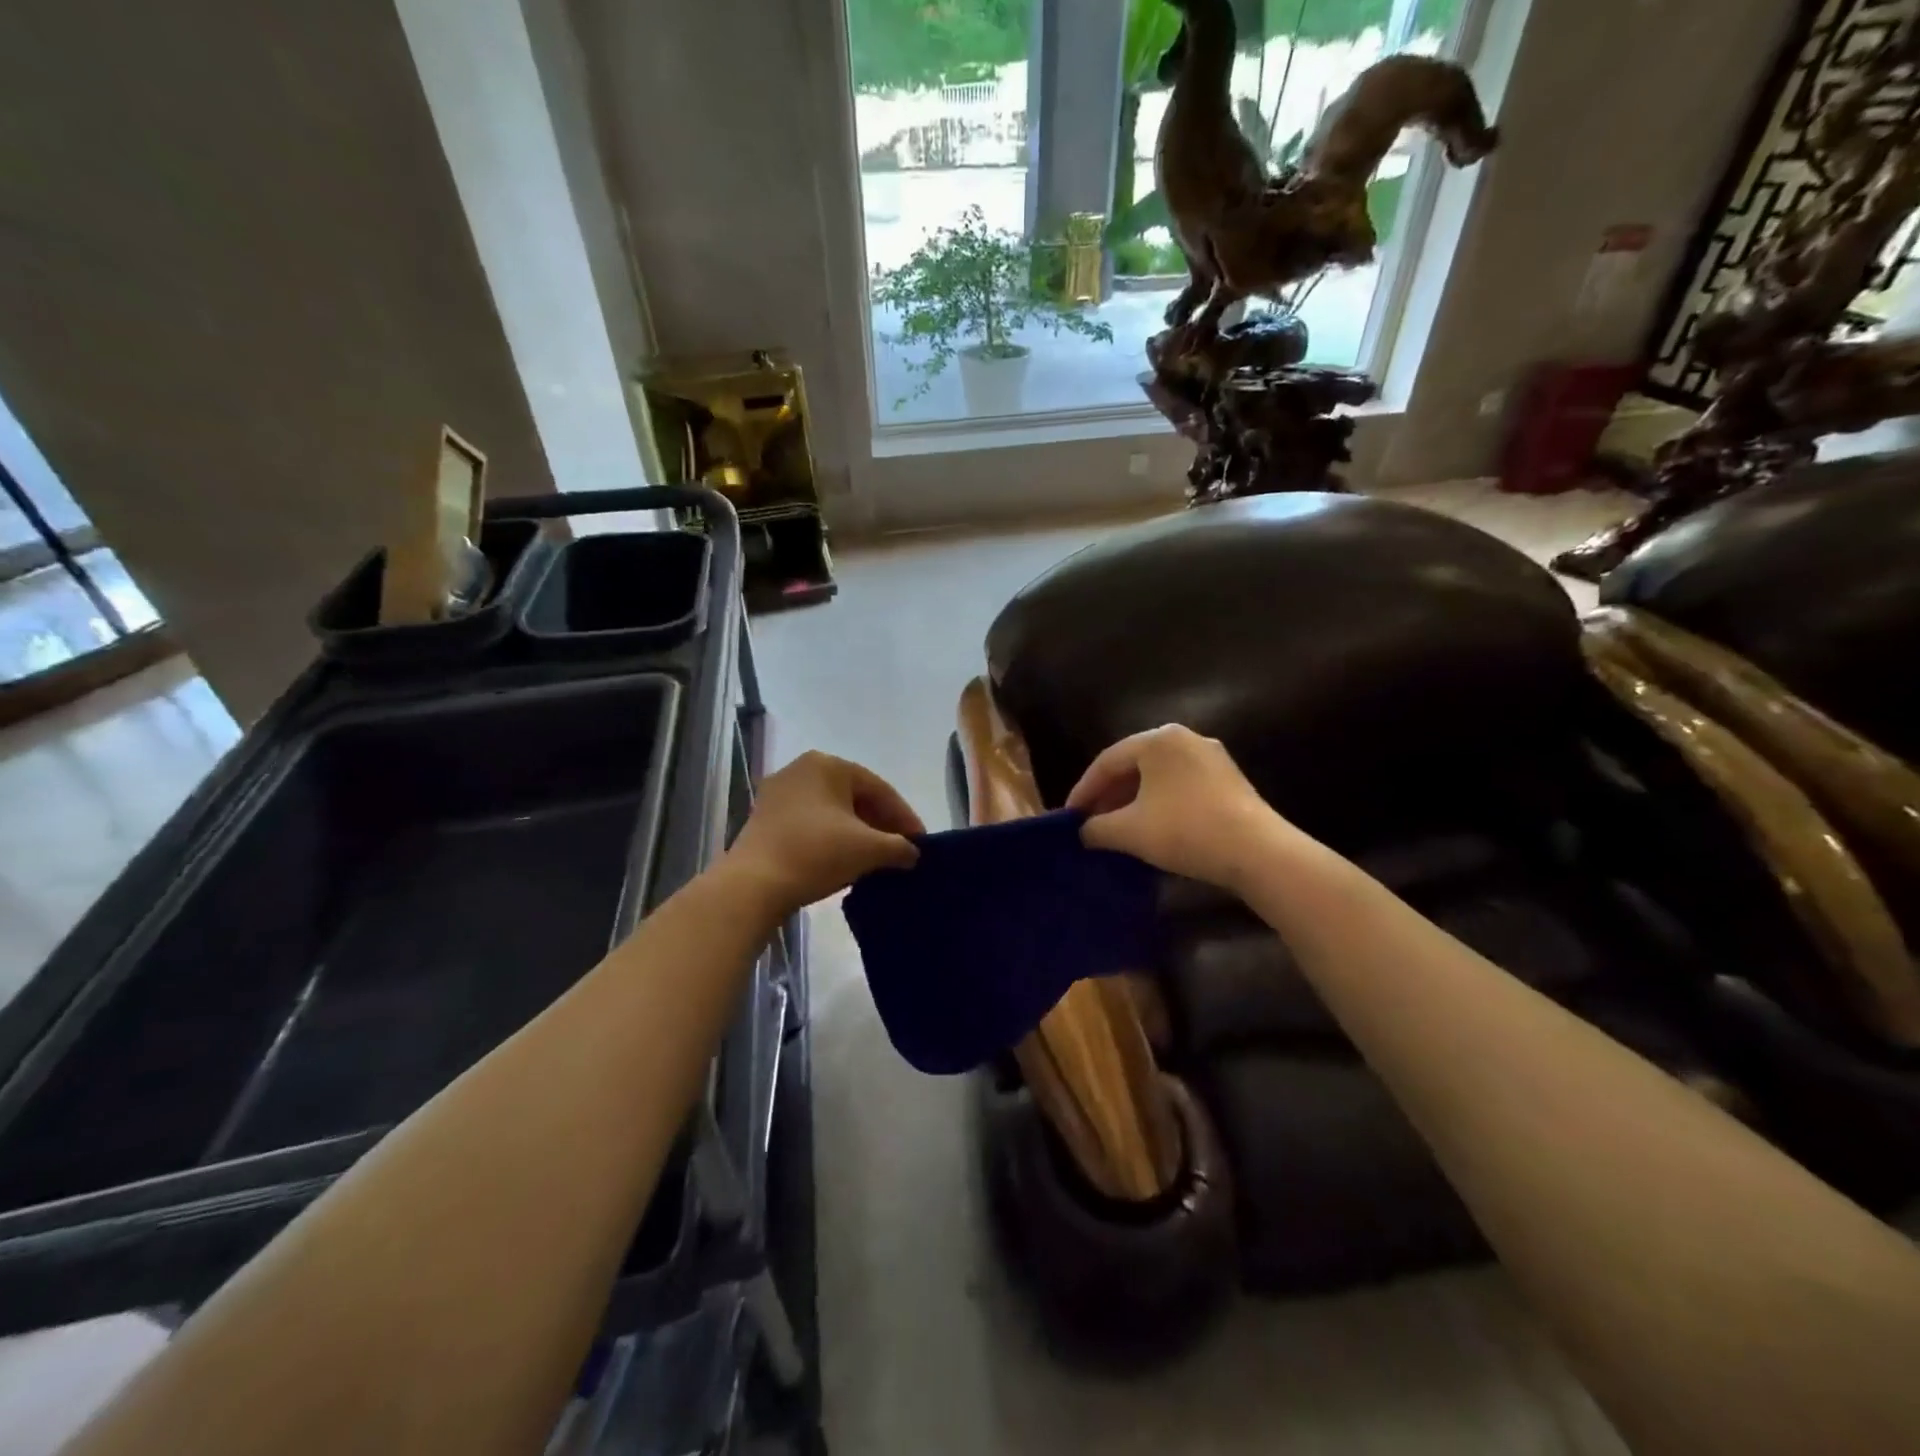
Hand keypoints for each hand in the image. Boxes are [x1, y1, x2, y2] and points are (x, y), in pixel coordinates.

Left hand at [724, 751, 923, 914]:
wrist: (753, 885)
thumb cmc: (816, 854)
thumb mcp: (868, 850)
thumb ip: (899, 847)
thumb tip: (912, 853)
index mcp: (827, 764)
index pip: (879, 788)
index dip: (904, 817)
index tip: (920, 843)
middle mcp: (801, 769)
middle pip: (855, 797)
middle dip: (880, 825)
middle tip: (901, 851)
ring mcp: (778, 794)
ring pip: (832, 812)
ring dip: (857, 834)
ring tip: (876, 859)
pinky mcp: (765, 819)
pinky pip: (811, 824)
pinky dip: (832, 839)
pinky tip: (844, 862)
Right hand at [1067, 725, 1284, 892]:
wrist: (1257, 852)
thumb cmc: (1185, 830)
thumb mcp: (1129, 831)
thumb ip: (1097, 827)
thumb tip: (1084, 832)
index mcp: (1158, 740)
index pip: (1107, 761)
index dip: (1084, 790)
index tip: (1070, 817)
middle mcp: (1185, 739)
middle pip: (1134, 766)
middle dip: (1109, 795)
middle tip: (1091, 822)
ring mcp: (1211, 758)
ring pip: (1158, 777)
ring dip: (1133, 801)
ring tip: (1118, 828)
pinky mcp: (1228, 781)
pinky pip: (1180, 787)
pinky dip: (1159, 804)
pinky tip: (1152, 829)